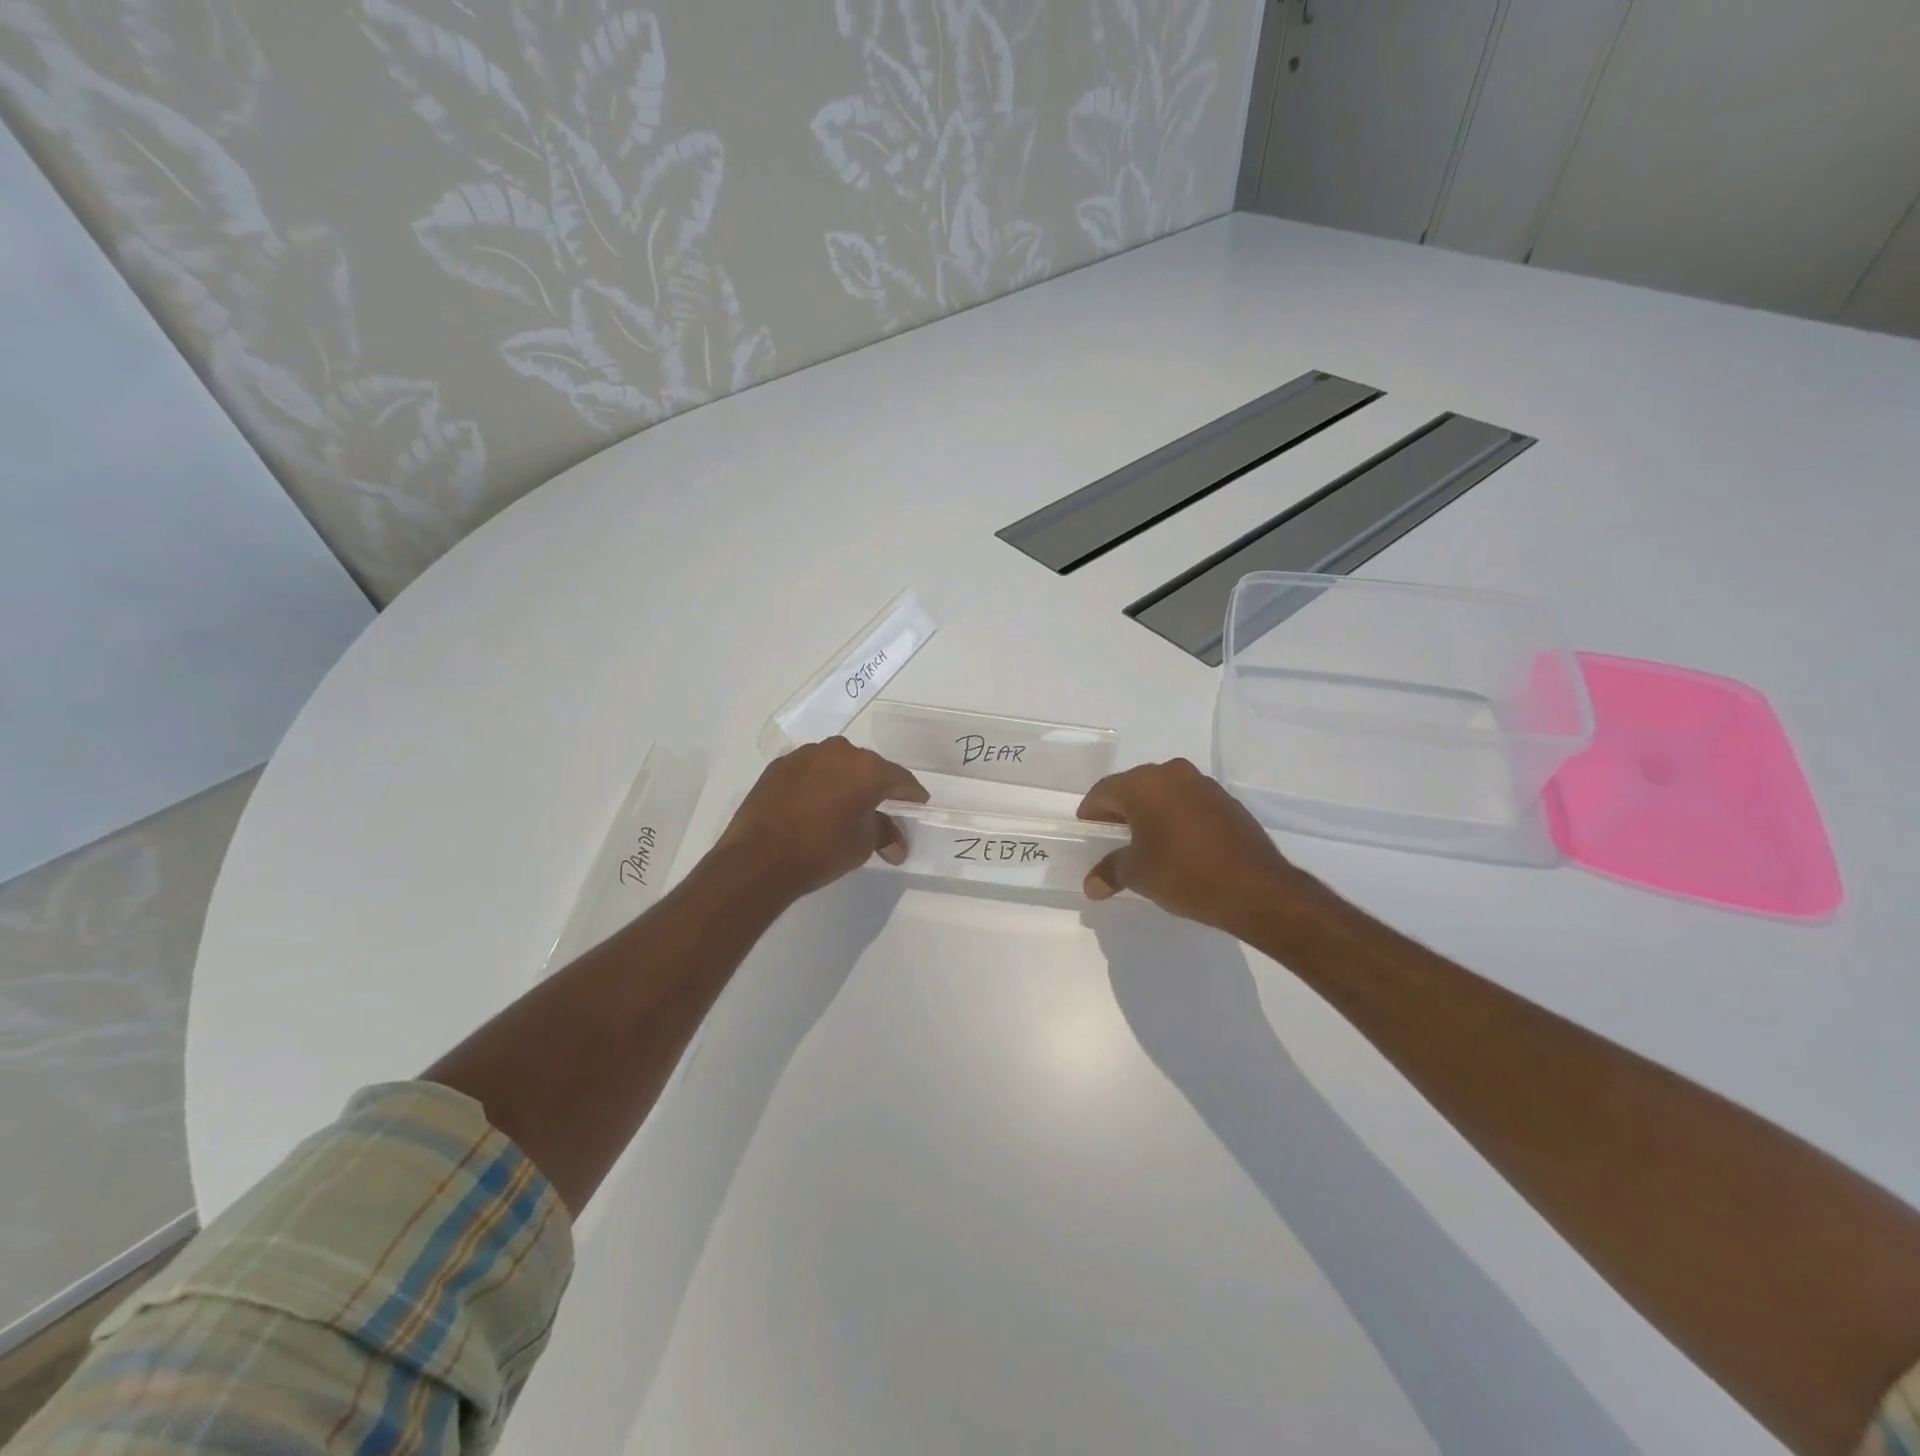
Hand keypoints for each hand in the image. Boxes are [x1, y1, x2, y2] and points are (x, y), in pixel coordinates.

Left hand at [714, 737, 928, 900]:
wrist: (757, 859)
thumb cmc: (821, 850)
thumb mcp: (862, 845)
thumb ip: (884, 834)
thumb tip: (896, 845)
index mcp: (867, 768)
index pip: (900, 779)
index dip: (912, 795)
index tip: (918, 806)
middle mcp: (838, 751)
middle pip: (868, 767)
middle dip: (877, 787)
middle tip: (882, 809)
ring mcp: (805, 755)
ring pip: (837, 765)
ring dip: (845, 782)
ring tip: (844, 807)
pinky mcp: (779, 766)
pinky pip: (811, 771)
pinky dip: (818, 784)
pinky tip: (814, 806)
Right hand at [1077, 759, 1307, 933]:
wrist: (1255, 888)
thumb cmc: (1183, 873)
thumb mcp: (1138, 875)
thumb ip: (1110, 872)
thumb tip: (1092, 885)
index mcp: (1144, 784)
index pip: (1104, 791)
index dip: (1091, 813)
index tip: (1087, 833)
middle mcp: (1172, 773)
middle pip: (1134, 787)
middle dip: (1120, 811)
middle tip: (1112, 839)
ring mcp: (1203, 785)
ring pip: (1164, 793)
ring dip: (1150, 813)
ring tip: (1145, 844)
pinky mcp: (1227, 801)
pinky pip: (1188, 803)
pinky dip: (1176, 818)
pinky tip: (1178, 845)